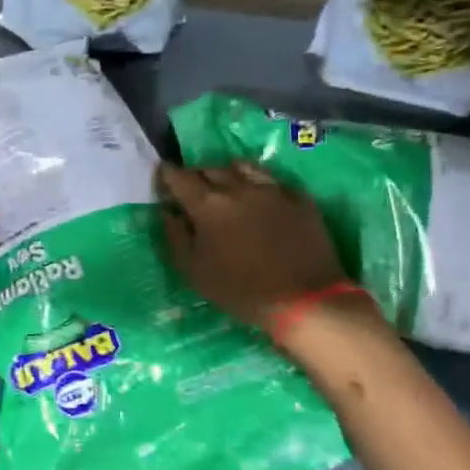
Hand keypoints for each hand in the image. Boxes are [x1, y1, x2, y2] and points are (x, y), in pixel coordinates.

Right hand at [155, 161, 347, 331]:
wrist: (306, 301)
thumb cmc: (241, 290)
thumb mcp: (194, 272)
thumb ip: (175, 236)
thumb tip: (168, 212)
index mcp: (208, 205)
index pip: (179, 177)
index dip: (167, 175)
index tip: (163, 177)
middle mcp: (238, 188)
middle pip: (209, 168)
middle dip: (196, 175)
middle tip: (192, 189)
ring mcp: (272, 190)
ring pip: (242, 167)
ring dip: (227, 173)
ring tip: (225, 187)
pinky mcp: (299, 199)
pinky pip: (272, 181)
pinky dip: (259, 185)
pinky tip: (259, 198)